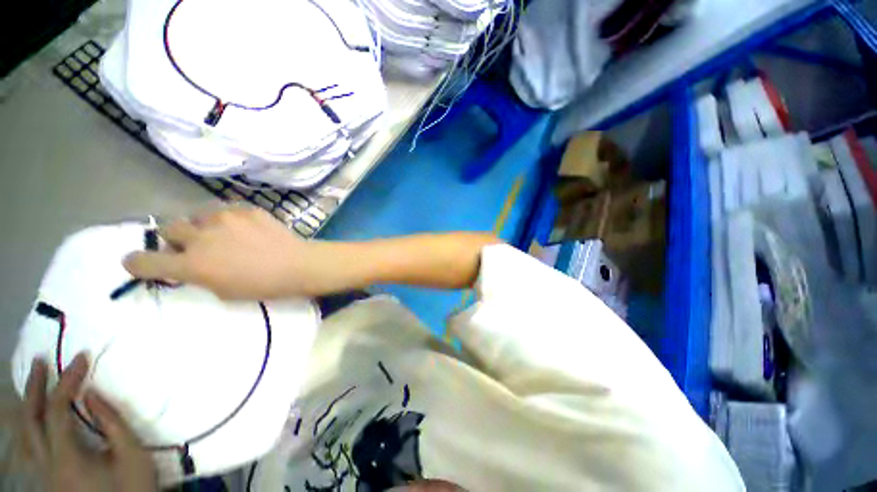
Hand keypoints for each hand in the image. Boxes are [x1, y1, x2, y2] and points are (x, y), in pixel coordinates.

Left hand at [22, 354, 156, 491]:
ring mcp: (43, 475)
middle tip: (42, 363)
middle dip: (34, 388)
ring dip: (26, 406)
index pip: (58, 409)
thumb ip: (112, 422)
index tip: (82, 359)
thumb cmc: (133, 487)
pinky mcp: (46, 480)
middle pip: (30, 420)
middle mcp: (46, 464)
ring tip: (33, 385)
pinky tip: (30, 420)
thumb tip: (92, 394)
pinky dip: (25, 428)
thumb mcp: (131, 454)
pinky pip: (27, 449)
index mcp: (67, 458)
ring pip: (22, 436)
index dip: (67, 380)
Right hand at [124, 206, 326, 299]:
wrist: (298, 265)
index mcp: (192, 264)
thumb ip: (198, 275)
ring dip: (201, 225)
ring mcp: (224, 218)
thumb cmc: (263, 286)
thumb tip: (189, 264)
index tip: (138, 262)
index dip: (137, 262)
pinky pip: (225, 210)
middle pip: (168, 227)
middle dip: (174, 238)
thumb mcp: (223, 291)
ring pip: (196, 214)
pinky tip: (244, 228)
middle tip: (191, 245)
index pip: (145, 260)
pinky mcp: (245, 209)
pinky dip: (227, 219)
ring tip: (221, 234)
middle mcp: (201, 236)